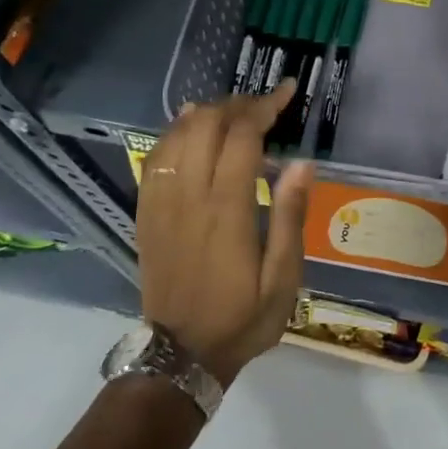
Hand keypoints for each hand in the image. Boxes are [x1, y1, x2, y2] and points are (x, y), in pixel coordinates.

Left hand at [135, 83, 313, 386]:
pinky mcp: (146, 213)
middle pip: (207, 124)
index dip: (265, 106)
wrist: (180, 356)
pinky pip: (155, 157)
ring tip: (235, 110)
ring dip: (207, 112)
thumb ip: (290, 216)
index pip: (242, 136)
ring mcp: (161, 203)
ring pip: (178, 135)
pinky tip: (191, 125)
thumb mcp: (283, 278)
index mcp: (227, 210)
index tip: (287, 92)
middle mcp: (189, 196)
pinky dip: (175, 131)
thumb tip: (301, 162)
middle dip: (239, 103)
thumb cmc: (242, 318)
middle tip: (266, 104)